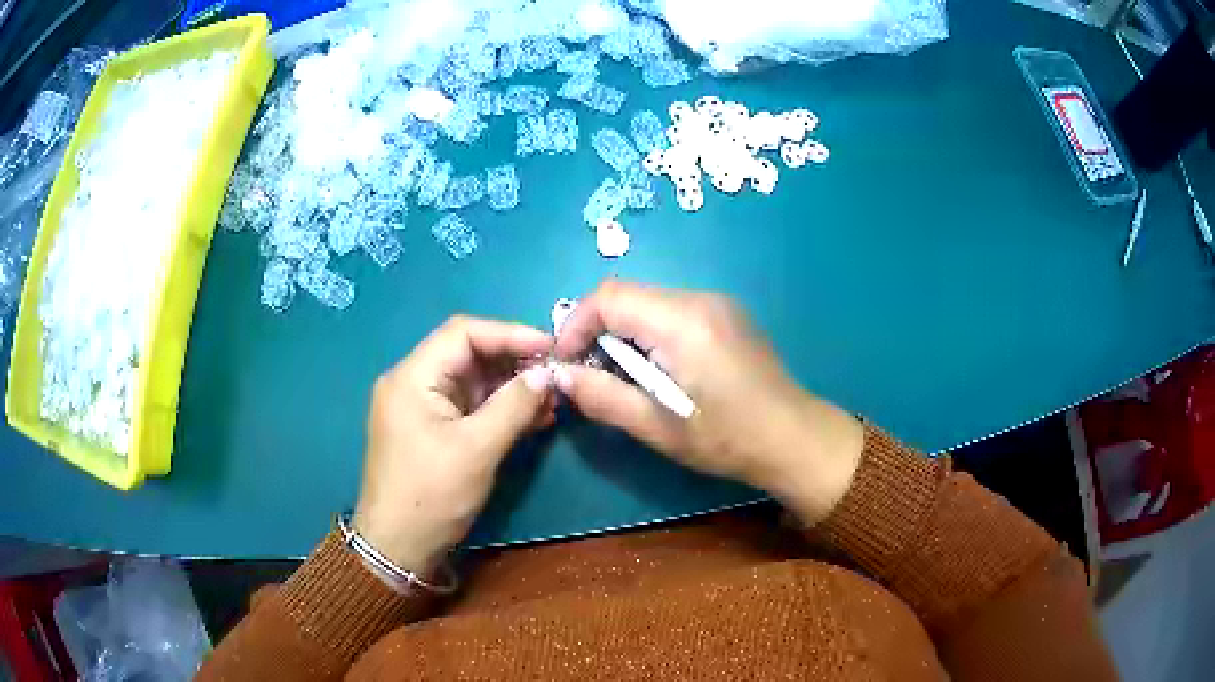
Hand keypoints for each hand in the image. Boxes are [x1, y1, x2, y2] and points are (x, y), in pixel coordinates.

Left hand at [354, 316, 554, 573]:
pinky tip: (532, 418)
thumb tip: (547, 375)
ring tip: (551, 400)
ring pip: (472, 382)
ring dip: (511, 388)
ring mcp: (421, 407)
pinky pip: (469, 407)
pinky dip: (499, 409)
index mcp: (412, 377)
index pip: (463, 334)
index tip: (550, 347)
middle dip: (513, 362)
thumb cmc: (431, 496)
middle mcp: (413, 383)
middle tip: (556, 375)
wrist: (398, 547)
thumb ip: (513, 406)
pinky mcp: (432, 429)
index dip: (509, 334)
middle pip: (468, 355)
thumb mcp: (476, 449)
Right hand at [554, 281, 864, 523]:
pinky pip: (672, 310)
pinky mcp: (726, 314)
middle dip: (597, 330)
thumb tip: (559, 376)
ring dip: (623, 333)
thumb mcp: (659, 427)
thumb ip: (603, 397)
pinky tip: (657, 370)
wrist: (795, 438)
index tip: (565, 363)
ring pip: (649, 302)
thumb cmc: (728, 439)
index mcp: (682, 321)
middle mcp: (700, 298)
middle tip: (589, 374)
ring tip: (622, 377)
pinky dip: (649, 333)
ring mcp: (717, 303)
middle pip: (628, 296)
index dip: (575, 325)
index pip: (609, 297)